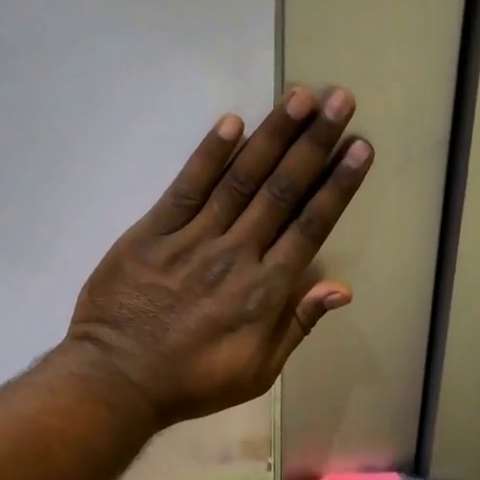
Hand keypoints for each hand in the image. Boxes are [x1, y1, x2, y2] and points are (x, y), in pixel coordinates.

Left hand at [65, 86, 371, 428]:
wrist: (118, 380)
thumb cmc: (193, 382)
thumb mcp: (258, 371)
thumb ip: (297, 325)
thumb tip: (341, 288)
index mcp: (265, 291)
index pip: (310, 226)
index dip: (337, 185)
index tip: (360, 147)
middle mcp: (236, 255)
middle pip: (282, 191)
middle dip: (315, 143)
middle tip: (341, 100)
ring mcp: (193, 240)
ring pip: (241, 180)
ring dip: (273, 136)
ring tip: (301, 96)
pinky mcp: (152, 233)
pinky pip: (186, 188)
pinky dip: (209, 155)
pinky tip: (232, 122)